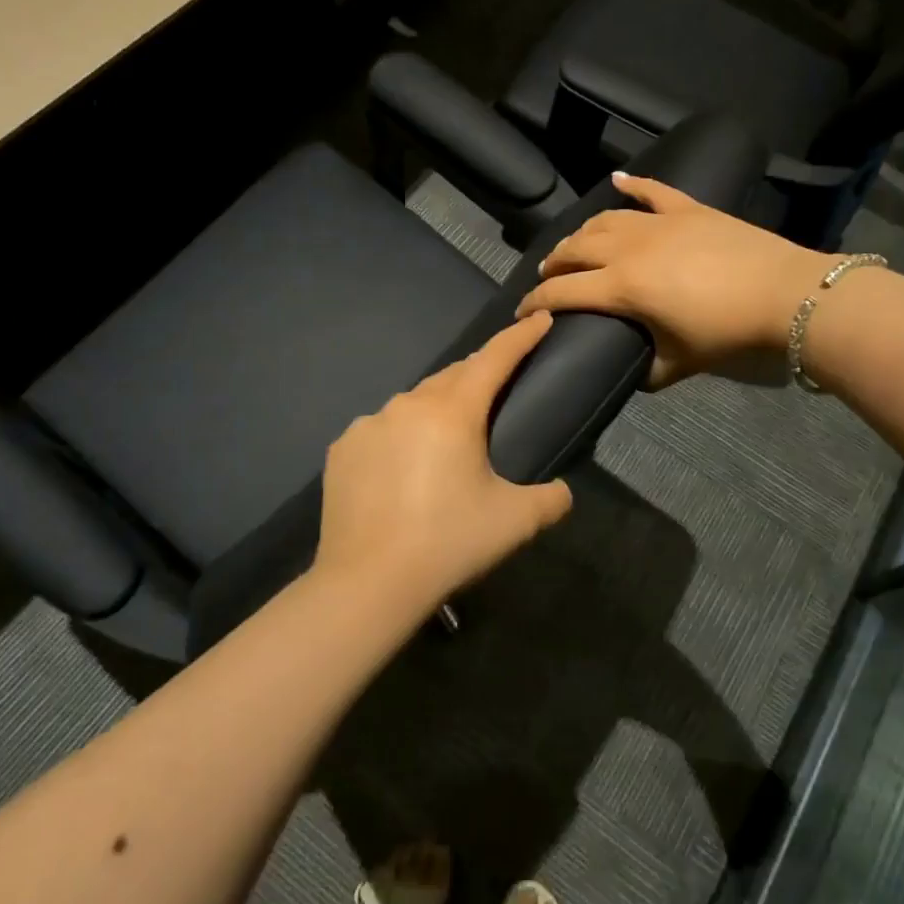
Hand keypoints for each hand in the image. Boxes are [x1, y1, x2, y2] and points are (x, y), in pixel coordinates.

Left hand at [316, 313, 573, 612]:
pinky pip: (381, 430)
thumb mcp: (515, 522)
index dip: (520, 337)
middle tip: (497, 392)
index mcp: (453, 413)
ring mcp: (369, 424)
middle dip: (478, 375)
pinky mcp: (342, 449)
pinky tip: (402, 470)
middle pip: (453, 376)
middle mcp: (408, 405)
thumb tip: (561, 491)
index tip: (539, 319)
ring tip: (446, 443)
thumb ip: (551, 499)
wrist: (367, 584)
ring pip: (414, 403)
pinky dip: (400, 437)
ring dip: (436, 409)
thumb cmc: (448, 544)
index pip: (494, 359)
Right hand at [515, 172, 833, 386]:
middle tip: (548, 275)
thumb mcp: (680, 363)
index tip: (522, 310)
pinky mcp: (688, 209)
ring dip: (582, 232)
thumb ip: (648, 371)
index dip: (536, 301)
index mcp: (623, 287)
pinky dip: (633, 184)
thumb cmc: (728, 333)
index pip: (563, 292)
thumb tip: (632, 374)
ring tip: (574, 244)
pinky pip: (652, 191)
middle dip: (554, 262)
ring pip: (604, 220)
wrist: (786, 294)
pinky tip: (617, 180)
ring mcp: (659, 222)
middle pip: (576, 249)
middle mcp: (629, 248)